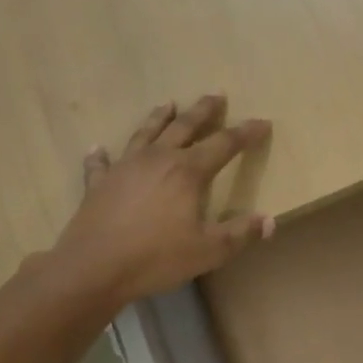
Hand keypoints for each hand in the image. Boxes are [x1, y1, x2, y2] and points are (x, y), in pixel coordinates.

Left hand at [50, 95, 273, 306]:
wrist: (93, 267)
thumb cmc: (156, 257)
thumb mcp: (209, 251)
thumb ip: (240, 234)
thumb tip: (269, 220)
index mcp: (188, 172)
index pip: (224, 144)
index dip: (246, 133)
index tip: (262, 122)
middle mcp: (158, 159)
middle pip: (184, 126)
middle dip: (203, 110)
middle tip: (216, 94)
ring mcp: (125, 167)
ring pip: (146, 133)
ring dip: (159, 117)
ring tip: (169, 103)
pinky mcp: (99, 183)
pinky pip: (101, 163)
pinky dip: (101, 154)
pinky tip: (98, 148)